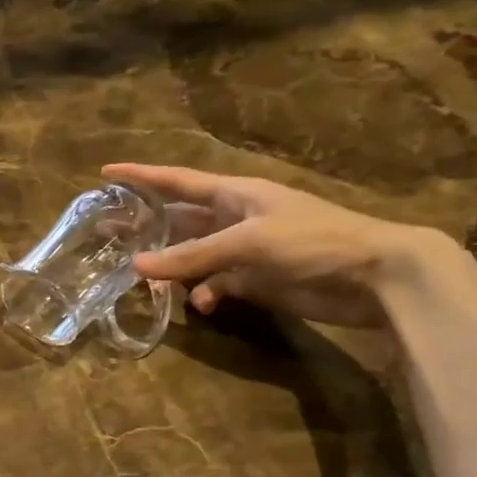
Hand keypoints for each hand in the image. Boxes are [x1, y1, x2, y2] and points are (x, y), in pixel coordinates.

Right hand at [105, 164, 449, 328]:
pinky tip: (199, 305)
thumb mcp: (248, 242)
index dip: (141, 175)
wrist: (373, 276)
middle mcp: (233, 218)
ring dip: (168, 266)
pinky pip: (214, 285)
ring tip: (136, 276)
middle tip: (103, 232)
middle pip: (178, 219)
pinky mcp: (254, 280)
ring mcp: (243, 251)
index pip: (176, 180)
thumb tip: (136, 267)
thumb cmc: (313, 242)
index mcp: (234, 193)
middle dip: (143, 225)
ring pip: (191, 256)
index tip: (105, 171)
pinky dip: (203, 294)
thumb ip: (192, 255)